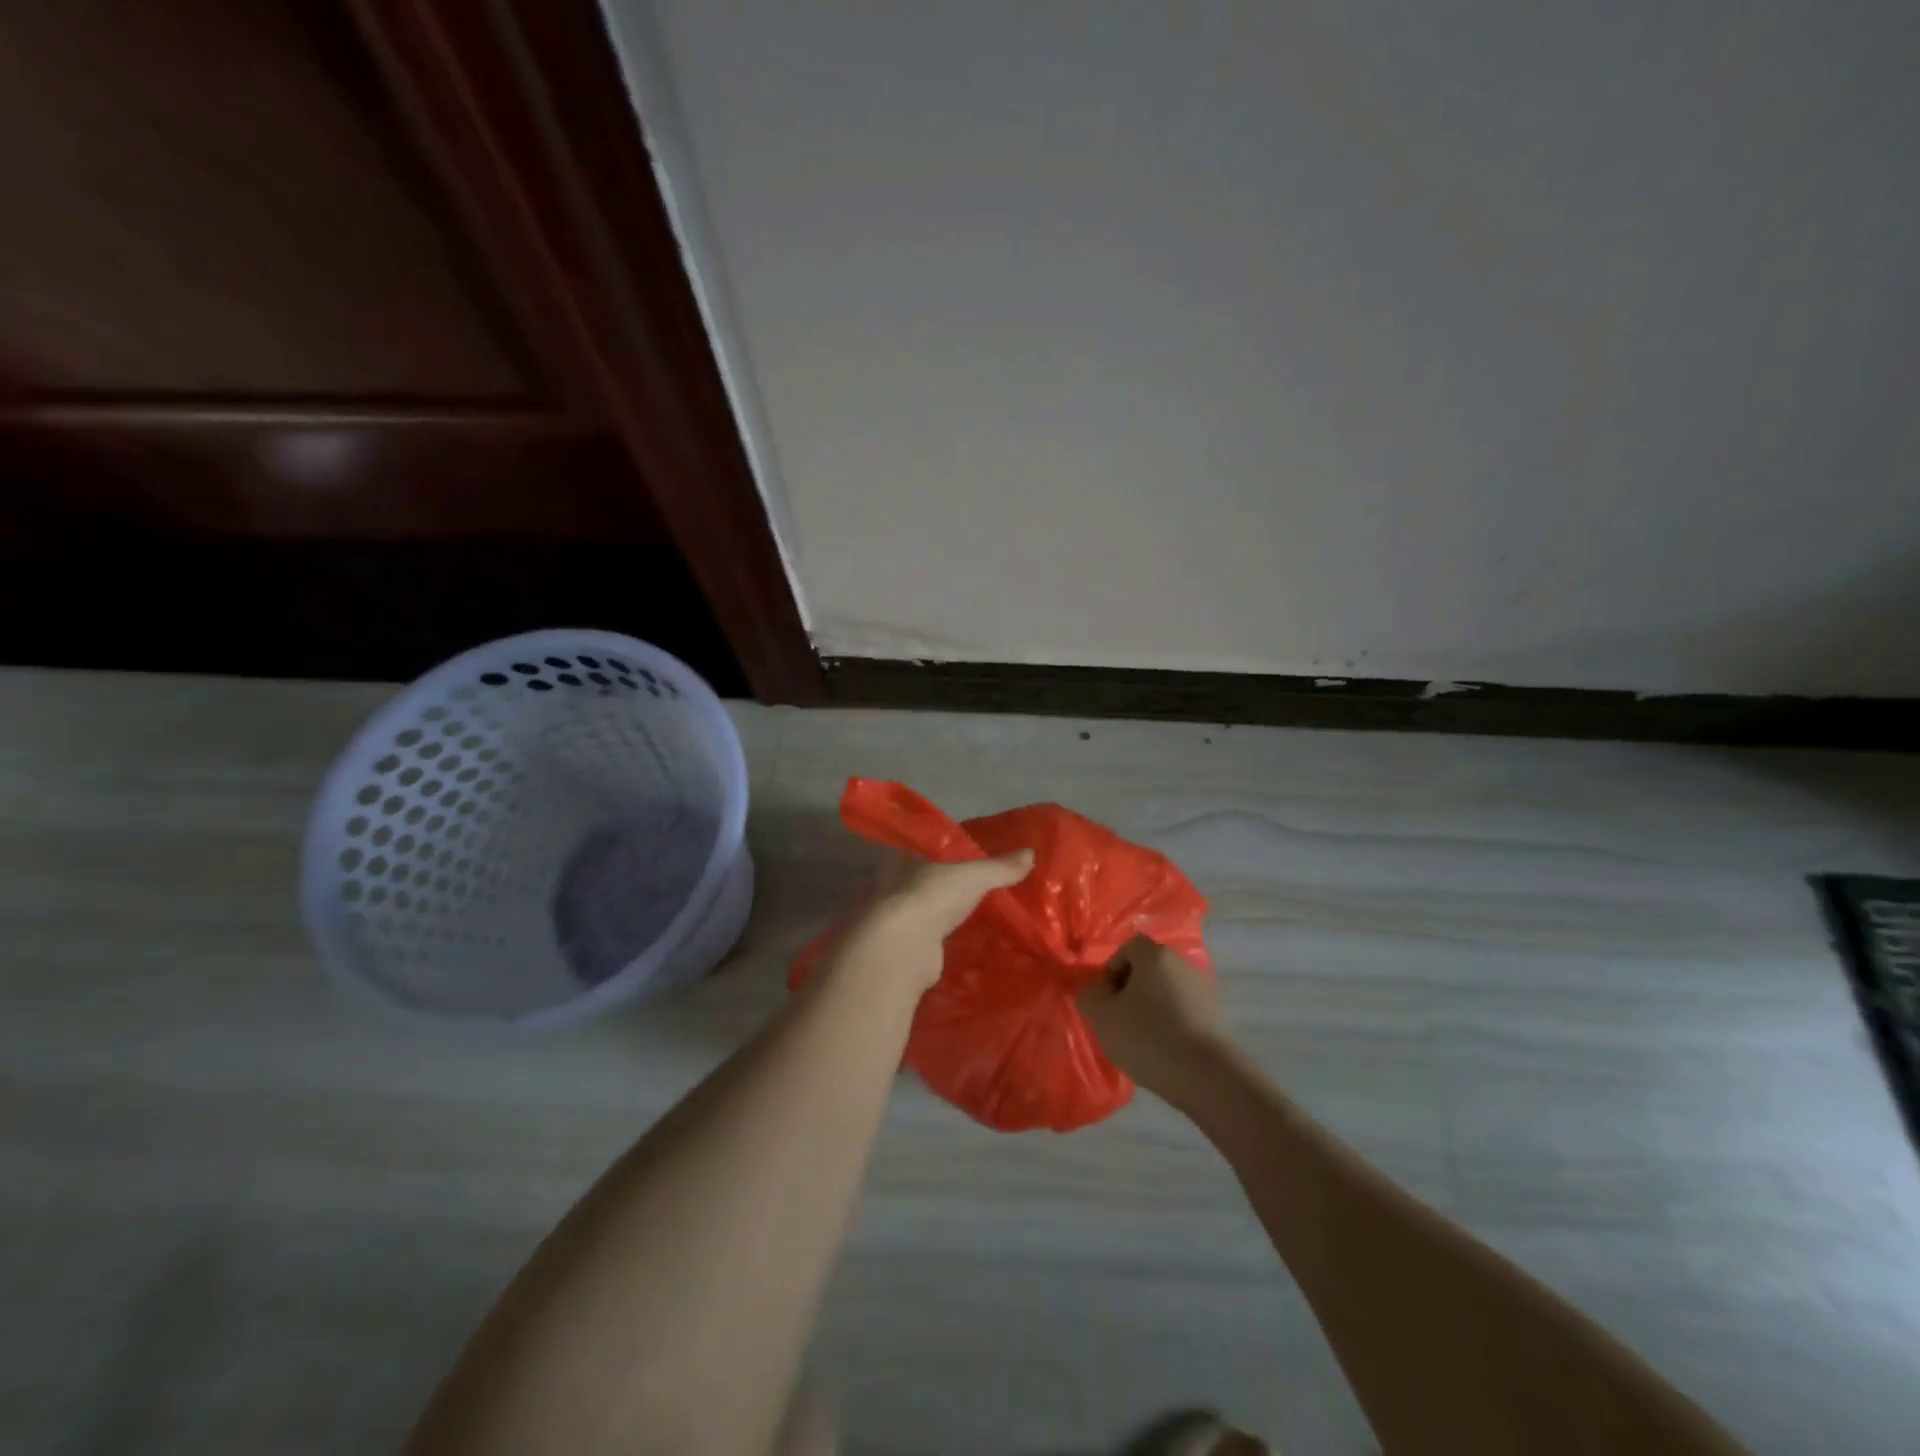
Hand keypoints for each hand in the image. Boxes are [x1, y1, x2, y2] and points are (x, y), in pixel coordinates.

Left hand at [831, 850, 1034, 994]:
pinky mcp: (908, 950)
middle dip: (952, 890)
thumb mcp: (973, 876)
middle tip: (984, 894)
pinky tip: (968, 946)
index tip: (974, 863)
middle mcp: (898, 888)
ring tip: (981, 921)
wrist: (903, 946)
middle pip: (931, 885)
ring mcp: (901, 921)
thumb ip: (999, 868)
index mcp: (907, 862)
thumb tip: (1031, 853)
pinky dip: (948, 943)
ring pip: (931, 914)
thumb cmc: (933, 896)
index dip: (952, 857)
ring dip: (949, 918)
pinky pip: (934, 941)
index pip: (931, 854)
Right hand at [1076, 934, 1226, 1105]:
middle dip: (1129, 991)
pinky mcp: (1215, 1017)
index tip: (1107, 1000)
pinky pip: (1182, 1011)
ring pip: (1164, 991)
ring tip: (1141, 1040)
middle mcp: (1182, 964)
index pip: (1127, 947)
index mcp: (1156, 955)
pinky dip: (1169, 1024)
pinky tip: (1163, 1050)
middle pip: (1147, 969)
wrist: (1206, 1076)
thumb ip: (1089, 994)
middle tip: (1119, 1020)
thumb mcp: (1102, 1016)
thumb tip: (1094, 990)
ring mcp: (1203, 990)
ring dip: (1149, 1009)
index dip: (1111, 970)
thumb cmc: (1148, 1037)